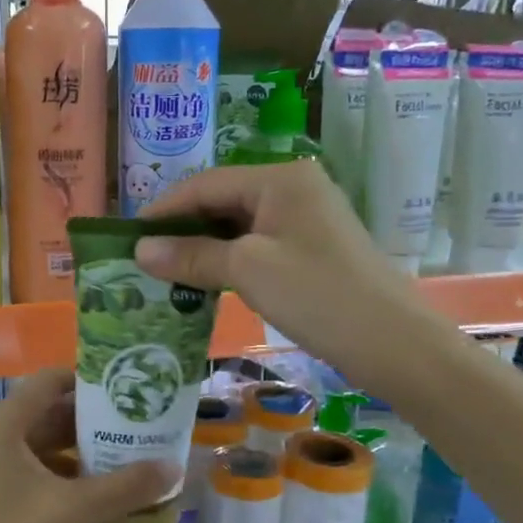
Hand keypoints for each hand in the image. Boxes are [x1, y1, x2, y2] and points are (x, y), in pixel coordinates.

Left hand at [0, 369, 174, 522]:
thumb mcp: (69, 512)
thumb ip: (124, 488)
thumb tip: (175, 468)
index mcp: (3, 425)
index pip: (49, 381)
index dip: (88, 380)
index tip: (127, 390)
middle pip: (46, 413)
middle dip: (91, 421)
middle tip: (136, 429)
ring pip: (38, 447)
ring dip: (77, 452)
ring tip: (123, 461)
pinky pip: (28, 473)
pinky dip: (59, 477)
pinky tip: (90, 497)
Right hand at [135, 162, 415, 378]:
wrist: (394, 343)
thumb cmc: (318, 294)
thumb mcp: (248, 270)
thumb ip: (192, 255)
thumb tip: (139, 249)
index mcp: (280, 179)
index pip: (206, 184)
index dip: (164, 209)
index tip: (128, 238)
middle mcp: (294, 189)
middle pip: (222, 202)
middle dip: (182, 230)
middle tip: (143, 260)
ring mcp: (306, 221)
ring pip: (239, 227)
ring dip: (203, 249)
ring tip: (165, 275)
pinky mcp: (312, 251)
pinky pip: (258, 247)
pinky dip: (229, 263)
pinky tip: (205, 284)